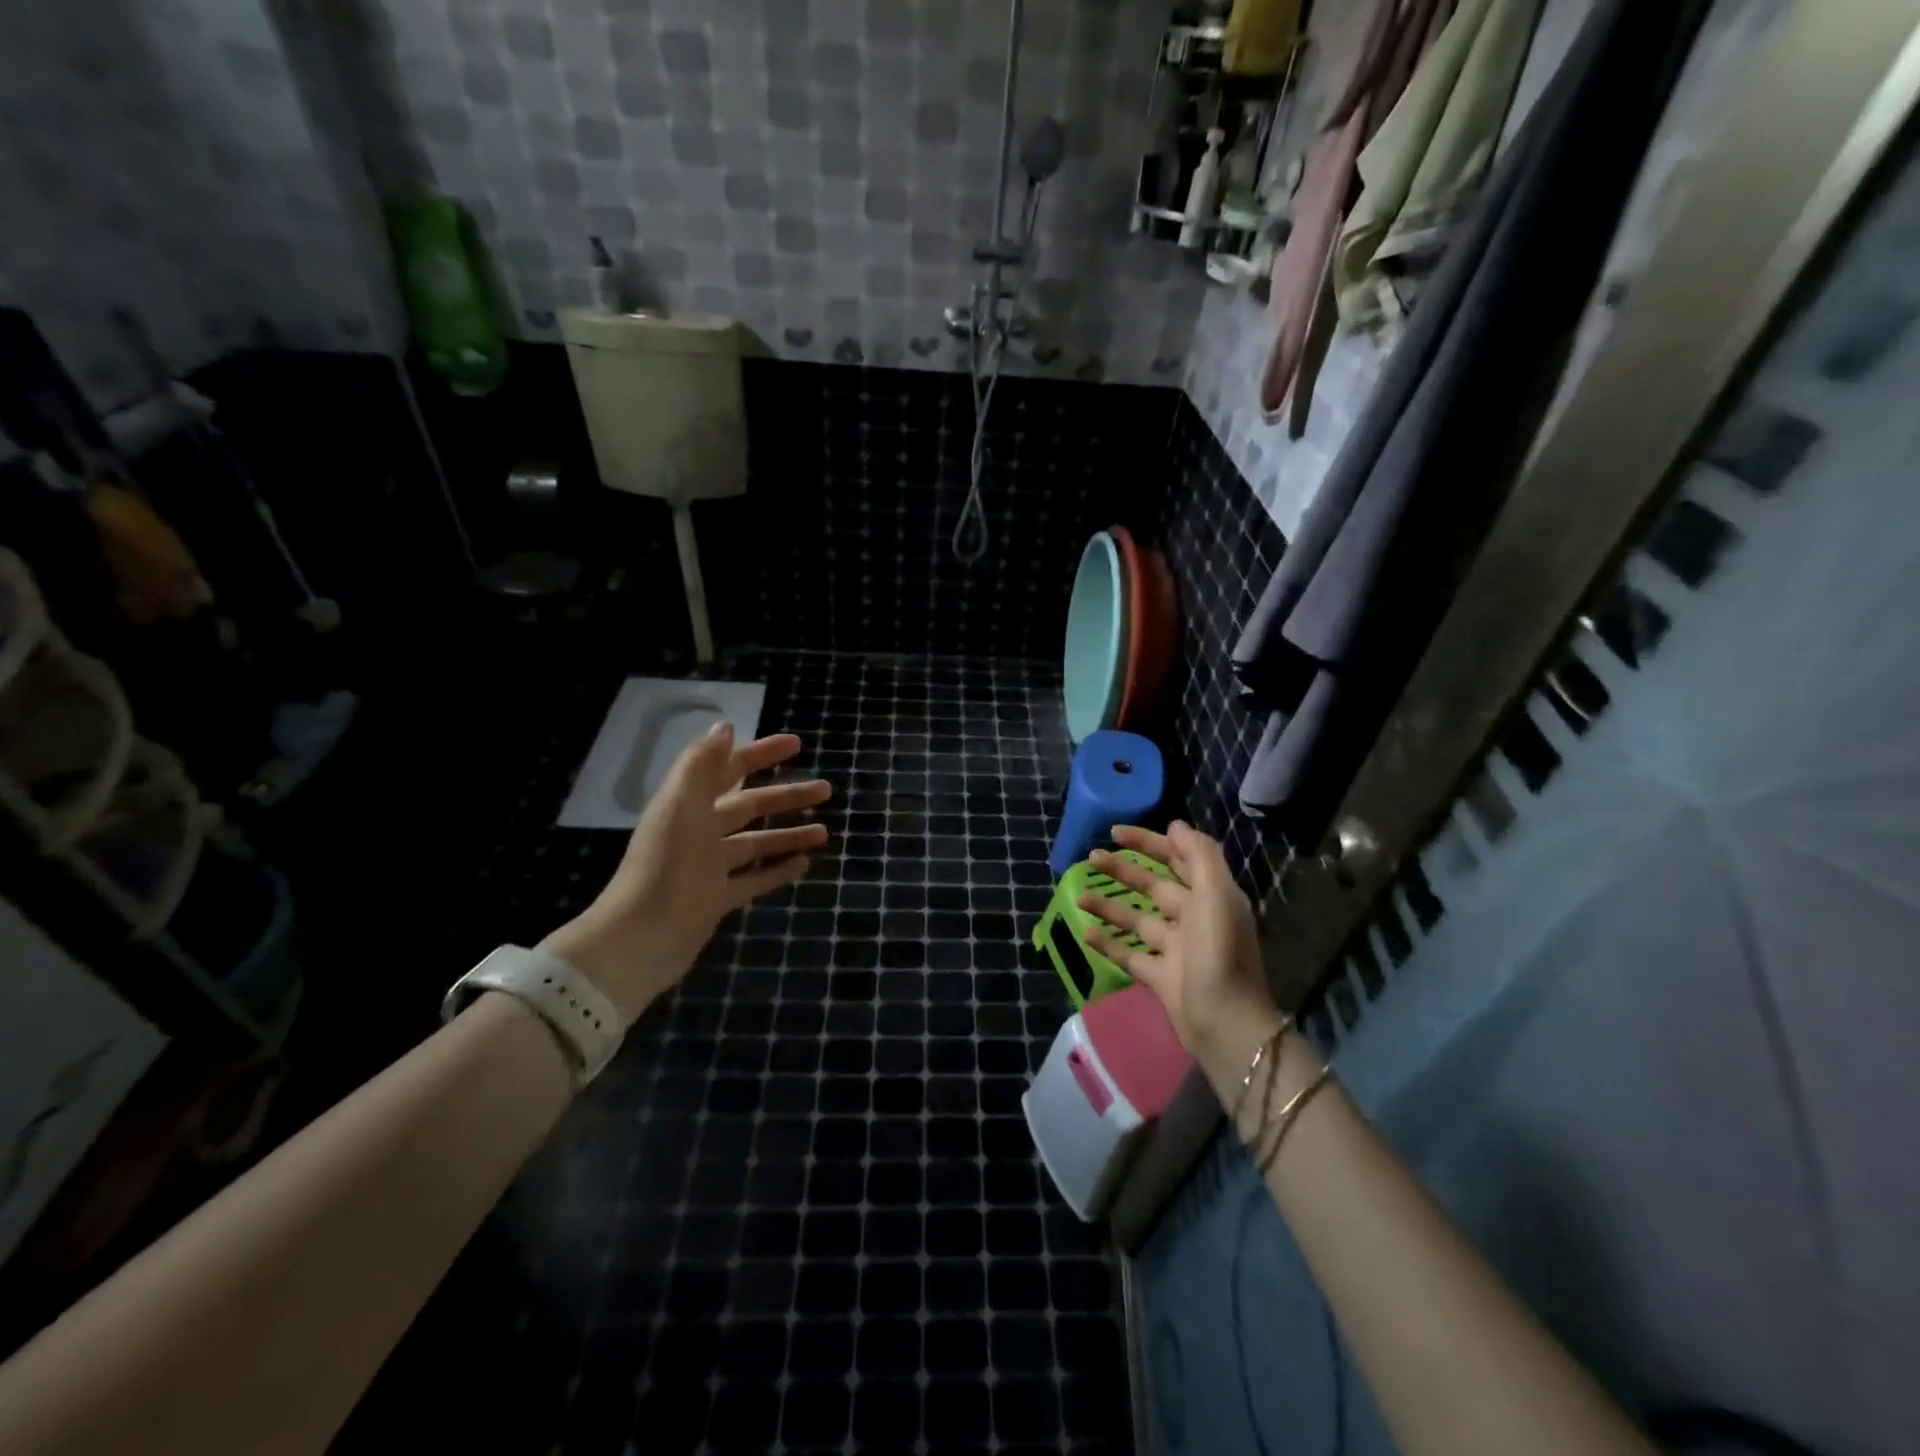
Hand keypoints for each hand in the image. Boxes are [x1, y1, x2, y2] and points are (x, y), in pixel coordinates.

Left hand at [540, 724, 829, 1020]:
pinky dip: (777, 870)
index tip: (797, 745)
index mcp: (688, 804)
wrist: (641, 938)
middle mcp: (699, 831)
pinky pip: (754, 879)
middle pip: (750, 806)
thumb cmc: (665, 865)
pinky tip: (804, 865)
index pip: (729, 769)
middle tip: (826, 789)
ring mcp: (709, 867)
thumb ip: (702, 764)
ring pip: (756, 843)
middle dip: (786, 796)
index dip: (761, 754)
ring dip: (788, 834)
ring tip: (825, 831)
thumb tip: (725, 726)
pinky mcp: (716, 900)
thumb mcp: (681, 805)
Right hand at [1077, 822, 1283, 1084]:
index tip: (1115, 833)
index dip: (1149, 842)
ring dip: (1109, 905)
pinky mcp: (1160, 977)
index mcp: (1210, 896)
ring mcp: (1175, 949)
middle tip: (1090, 857)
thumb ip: (1199, 855)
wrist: (1225, 1024)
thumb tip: (1175, 825)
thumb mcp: (1216, 896)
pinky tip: (1084, 932)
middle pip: (1153, 885)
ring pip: (1136, 918)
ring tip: (1078, 895)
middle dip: (1123, 870)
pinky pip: (1129, 954)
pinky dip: (1108, 943)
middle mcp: (1193, 918)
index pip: (1178, 858)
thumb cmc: (1219, 954)